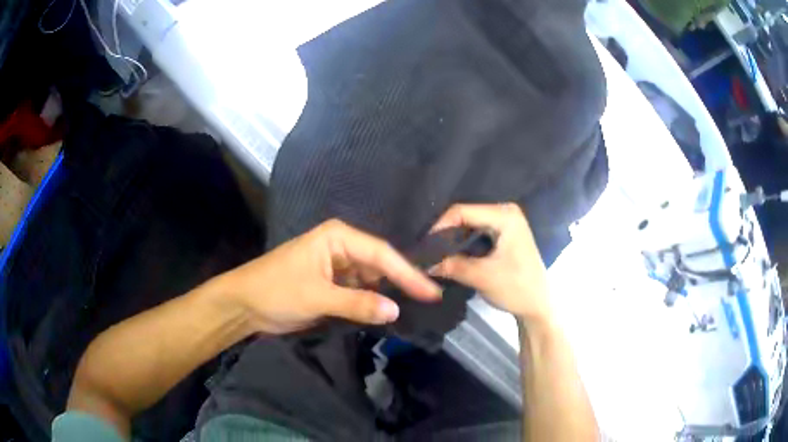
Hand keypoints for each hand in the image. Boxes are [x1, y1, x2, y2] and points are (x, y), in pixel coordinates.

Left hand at [216, 219, 441, 333]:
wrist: (244, 305)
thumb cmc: (276, 290)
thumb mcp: (317, 297)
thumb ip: (357, 304)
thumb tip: (396, 309)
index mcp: (338, 237)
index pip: (382, 253)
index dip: (408, 273)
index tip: (431, 291)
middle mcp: (342, 247)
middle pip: (380, 264)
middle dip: (403, 281)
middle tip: (431, 297)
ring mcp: (338, 267)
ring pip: (372, 279)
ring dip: (390, 293)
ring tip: (419, 305)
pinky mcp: (333, 285)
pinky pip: (361, 292)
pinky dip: (374, 302)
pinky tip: (391, 310)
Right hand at [431, 203, 551, 322]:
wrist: (538, 306)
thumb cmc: (516, 288)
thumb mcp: (481, 277)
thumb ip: (451, 265)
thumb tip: (423, 263)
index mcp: (505, 215)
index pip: (462, 211)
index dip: (440, 227)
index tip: (424, 247)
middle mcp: (505, 212)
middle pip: (465, 215)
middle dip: (445, 233)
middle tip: (427, 251)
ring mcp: (506, 222)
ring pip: (469, 224)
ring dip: (452, 239)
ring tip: (435, 253)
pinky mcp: (504, 234)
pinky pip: (477, 232)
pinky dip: (463, 243)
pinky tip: (451, 254)